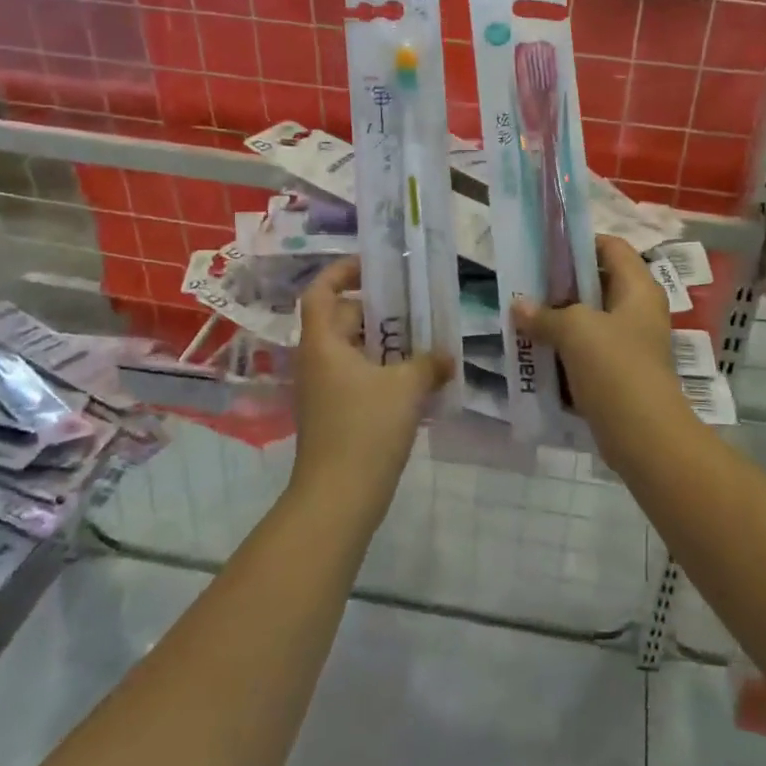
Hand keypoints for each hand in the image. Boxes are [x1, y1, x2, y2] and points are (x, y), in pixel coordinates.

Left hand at [292, 259, 453, 509]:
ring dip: (387, 342)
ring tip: (426, 336)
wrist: (339, 499)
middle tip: (418, 302)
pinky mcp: (338, 414)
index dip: (343, 271)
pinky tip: (420, 378)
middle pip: (344, 318)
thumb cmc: (365, 430)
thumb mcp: (405, 388)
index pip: (321, 291)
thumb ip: (428, 363)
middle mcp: (319, 361)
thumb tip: (446, 356)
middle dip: (380, 309)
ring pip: (356, 350)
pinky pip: (361, 376)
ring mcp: (326, 389)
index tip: (377, 265)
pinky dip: (386, 370)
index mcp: (323, 343)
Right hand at [510, 236, 681, 441]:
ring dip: (559, 320)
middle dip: (561, 285)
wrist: (644, 436)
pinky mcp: (619, 373)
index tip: (544, 251)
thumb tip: (519, 306)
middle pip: (598, 283)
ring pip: (590, 320)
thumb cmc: (615, 367)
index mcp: (638, 288)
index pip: (611, 246)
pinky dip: (564, 351)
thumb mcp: (575, 331)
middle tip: (525, 286)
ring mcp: (630, 343)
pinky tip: (536, 353)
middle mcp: (638, 310)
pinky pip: (587, 352)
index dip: (579, 243)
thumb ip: (545, 314)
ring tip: (523, 318)